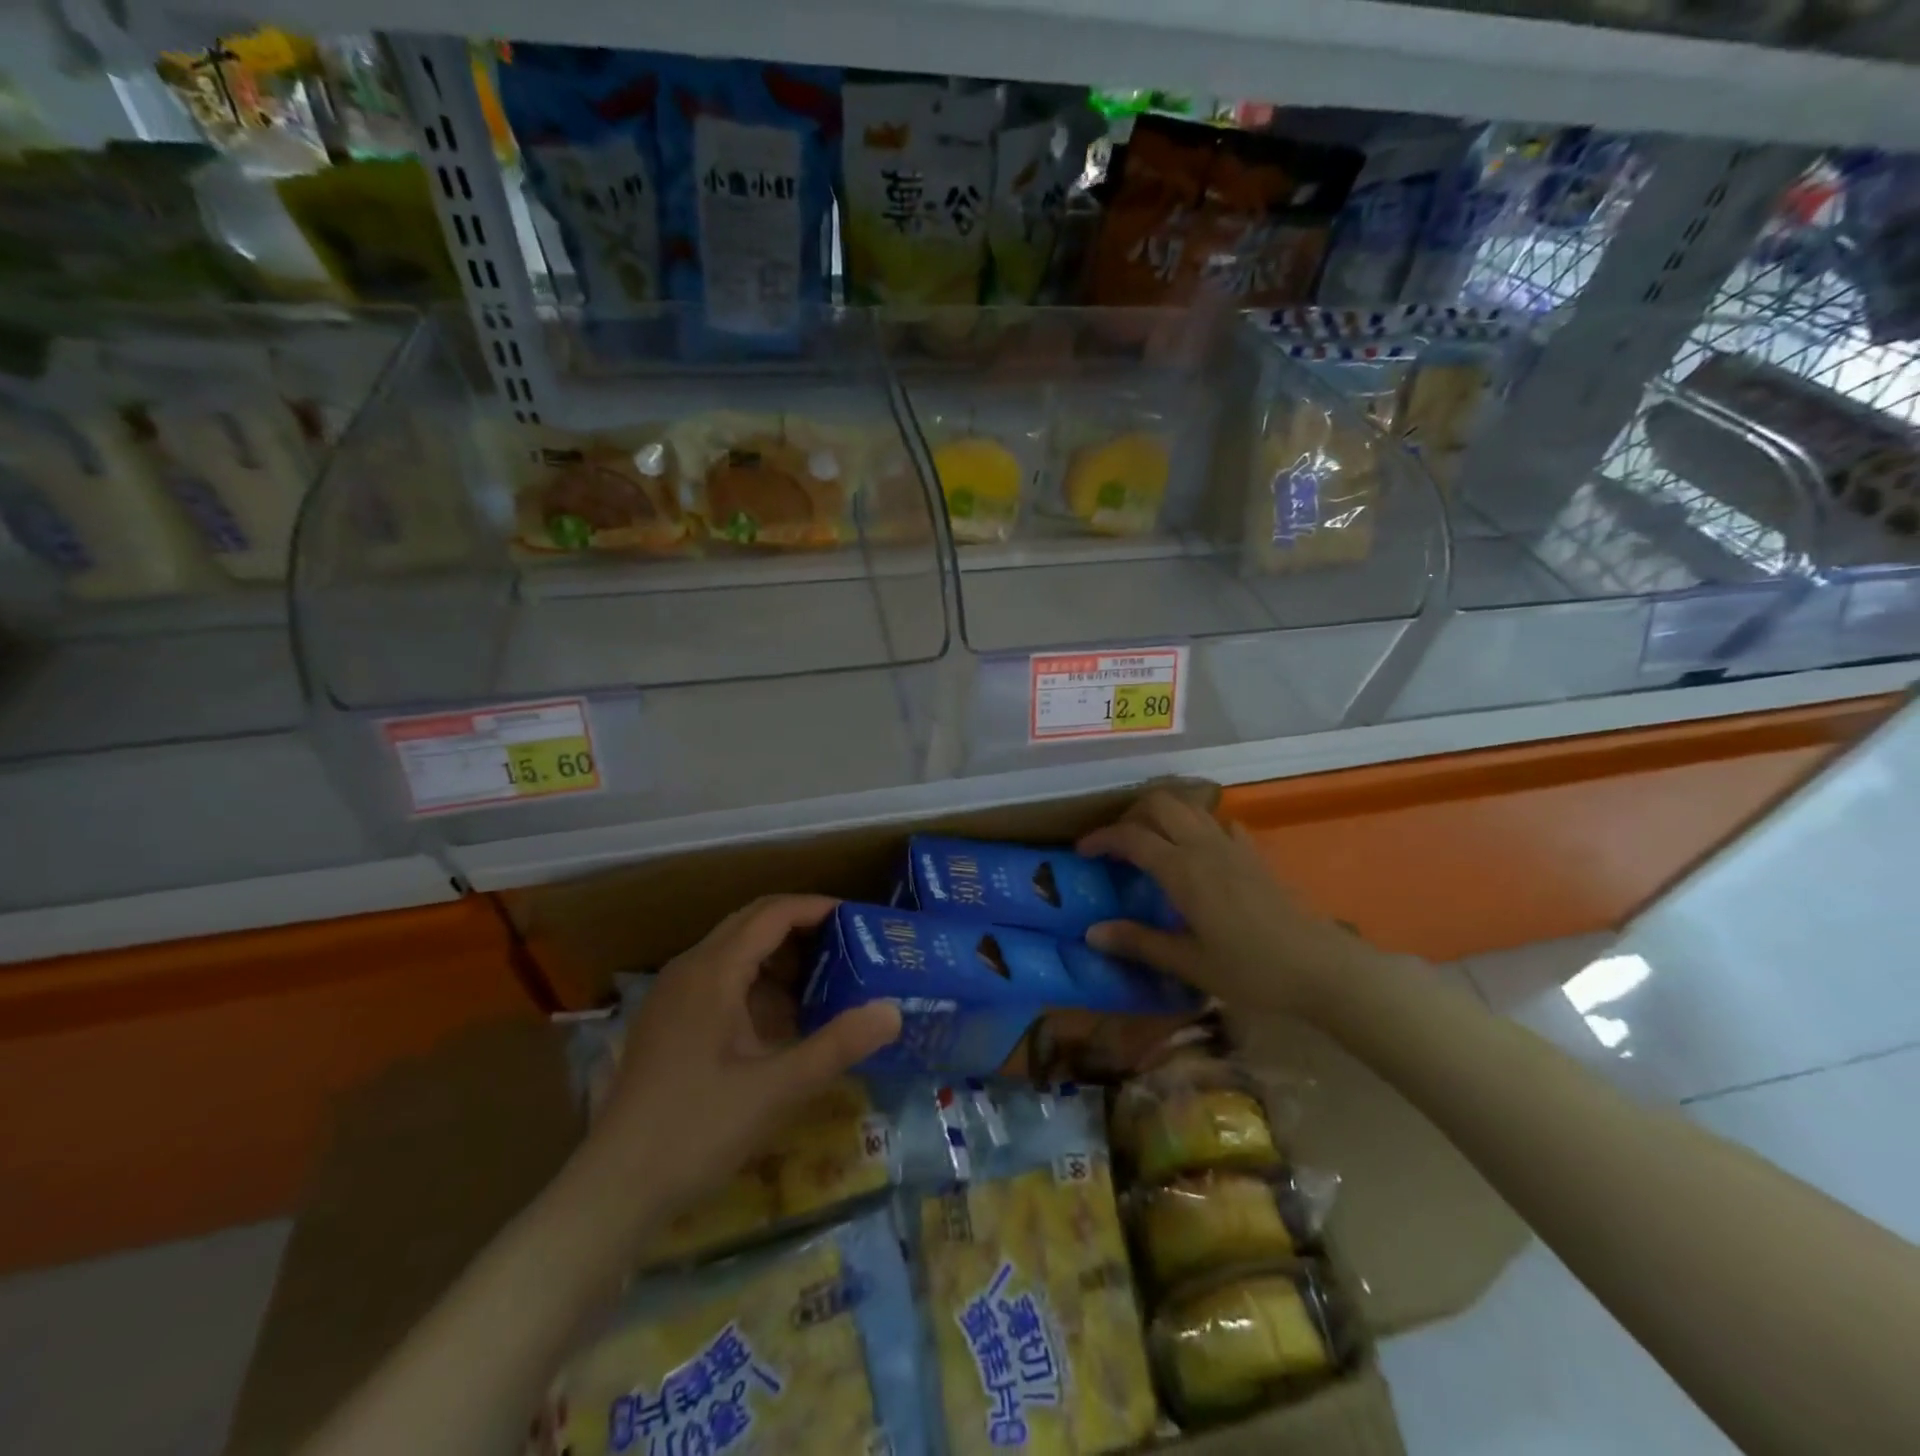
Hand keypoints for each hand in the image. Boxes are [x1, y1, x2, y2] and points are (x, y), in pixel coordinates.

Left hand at [583, 895, 901, 1220]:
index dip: (817, 908)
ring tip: (824, 981)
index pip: (772, 913)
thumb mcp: (776, 1089)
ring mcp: (673, 995)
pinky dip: (756, 982)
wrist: (613, 1189)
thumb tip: (894, 1010)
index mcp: (713, 971)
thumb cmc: (696, 1130)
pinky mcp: (668, 1021)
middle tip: (849, 946)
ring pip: (734, 950)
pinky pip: (719, 978)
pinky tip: (780, 1019)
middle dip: (801, 927)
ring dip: (779, 956)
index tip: (859, 920)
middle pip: (751, 923)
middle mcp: (689, 969)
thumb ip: (837, 1045)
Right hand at [1077, 792, 1375, 1018]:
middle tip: (1118, 842)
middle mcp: (1204, 847)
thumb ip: (1139, 943)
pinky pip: (1220, 823)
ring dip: (1163, 813)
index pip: (1131, 837)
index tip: (1082, 851)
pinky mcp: (1255, 854)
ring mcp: (1233, 846)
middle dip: (1131, 814)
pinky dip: (1199, 825)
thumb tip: (1091, 932)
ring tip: (1150, 840)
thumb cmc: (1251, 970)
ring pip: (1190, 806)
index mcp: (1182, 870)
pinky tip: (1198, 851)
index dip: (1101, 838)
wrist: (1321, 968)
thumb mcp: (1189, 963)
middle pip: (1160, 803)